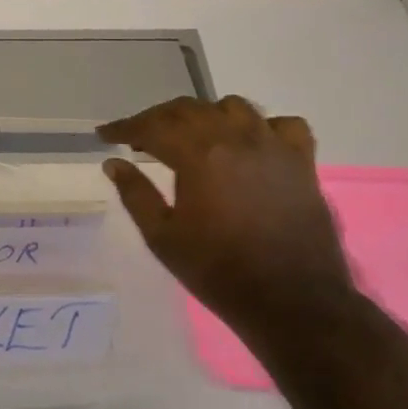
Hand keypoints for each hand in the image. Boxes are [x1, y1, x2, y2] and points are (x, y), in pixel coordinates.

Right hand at [99, 96, 355, 332]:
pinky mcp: (302, 161)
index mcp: (199, 155)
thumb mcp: (162, 237)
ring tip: (190, 137)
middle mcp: (237, 138)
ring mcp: (274, 146)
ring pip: (233, 107)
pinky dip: (260, 126)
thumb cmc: (217, 271)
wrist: (290, 301)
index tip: (105, 134)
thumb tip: (113, 163)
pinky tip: (249, 144)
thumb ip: (135, 194)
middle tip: (139, 138)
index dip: (124, 127)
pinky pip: (282, 125)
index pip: (152, 126)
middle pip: (189, 110)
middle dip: (158, 118)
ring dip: (204, 116)